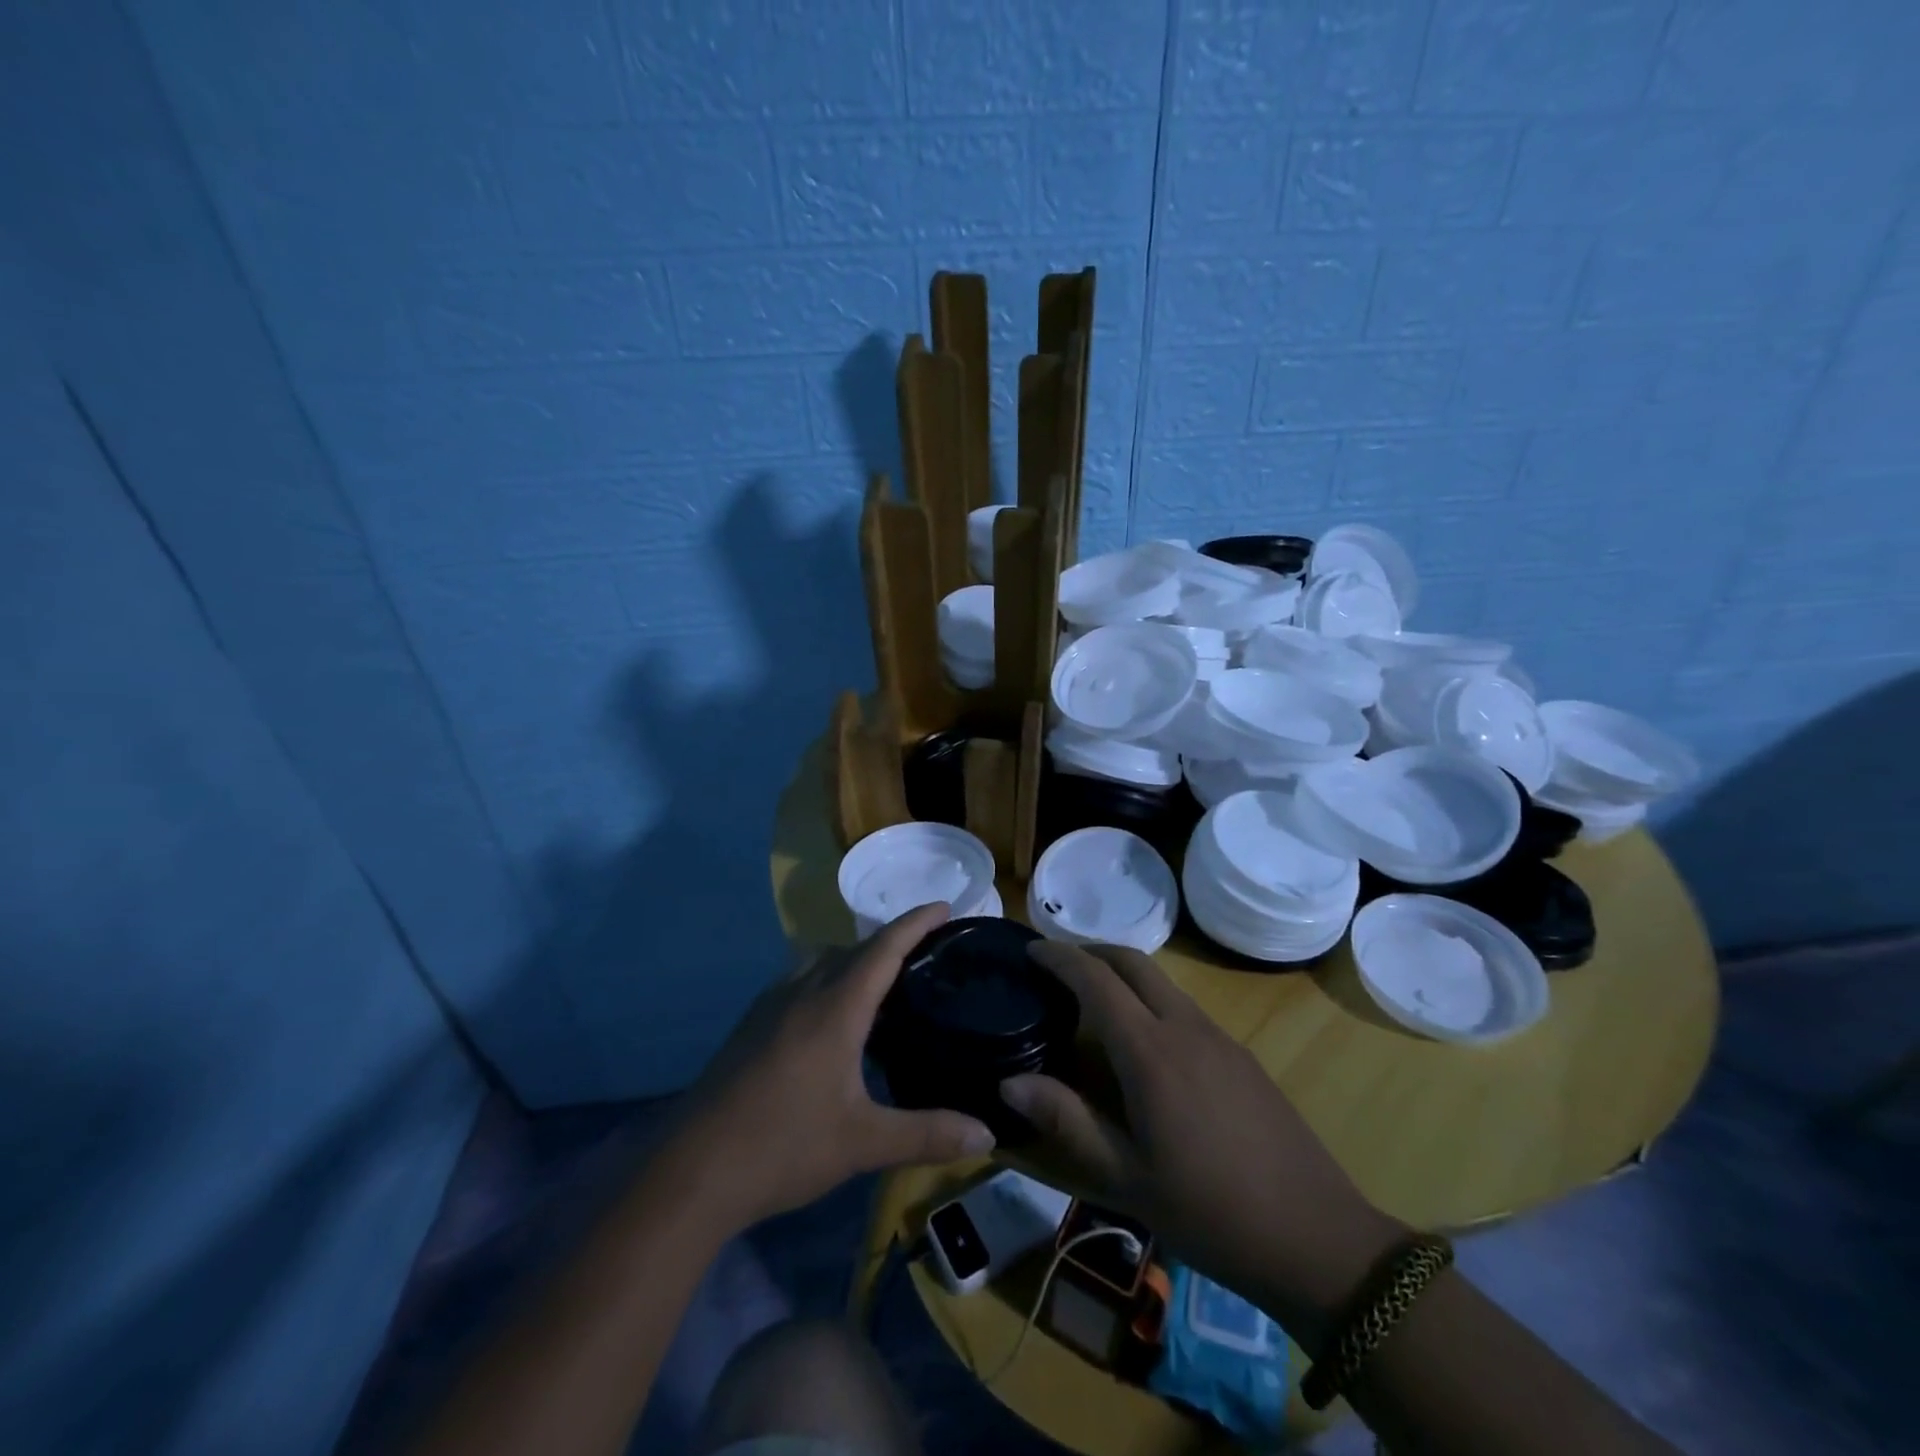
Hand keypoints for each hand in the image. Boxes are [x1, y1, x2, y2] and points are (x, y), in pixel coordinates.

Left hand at [671, 903, 996, 1229]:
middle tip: (926, 952)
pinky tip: (833, 1017)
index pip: (883, 948)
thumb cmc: (783, 1147)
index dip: (916, 922)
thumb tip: (988, 1135)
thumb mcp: (863, 1143)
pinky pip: (799, 980)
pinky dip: (827, 978)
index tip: (945, 905)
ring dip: (854, 958)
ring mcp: (770, 1006)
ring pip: (820, 961)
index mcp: (835, 1008)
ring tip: (883, 983)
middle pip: (853, 949)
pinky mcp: (750, 1024)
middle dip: (890, 941)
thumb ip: (928, 1135)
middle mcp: (802, 993)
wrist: (691, 1171)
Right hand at [1001, 941, 1404, 1347]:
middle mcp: (1185, 1027)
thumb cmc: (1209, 1211)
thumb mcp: (1125, 1177)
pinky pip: (1184, 1006)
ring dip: (1123, 974)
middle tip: (1057, 966)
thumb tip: (1009, 1082)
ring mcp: (1219, 1038)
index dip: (1060, 957)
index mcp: (1151, 1051)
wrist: (1317, 1239)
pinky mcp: (1241, 1055)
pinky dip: (1150, 1000)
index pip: (1096, 979)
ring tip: (1093, 1003)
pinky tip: (1144, 1045)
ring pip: (1161, 982)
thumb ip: (1066, 1120)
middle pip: (1133, 961)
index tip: (1030, 950)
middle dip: (1091, 951)